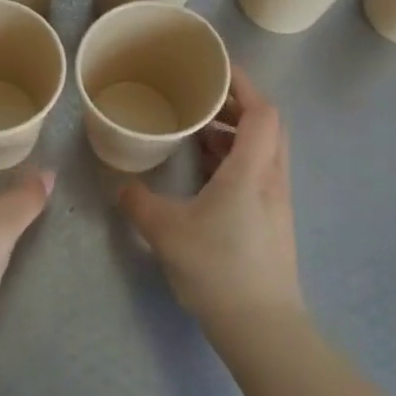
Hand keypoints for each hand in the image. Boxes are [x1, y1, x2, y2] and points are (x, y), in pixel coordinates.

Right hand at [117, 67, 302, 336]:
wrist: (261, 327)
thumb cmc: (217, 269)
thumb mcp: (166, 232)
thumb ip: (138, 203)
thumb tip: (120, 187)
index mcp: (251, 171)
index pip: (261, 111)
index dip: (243, 84)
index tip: (215, 68)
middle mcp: (271, 179)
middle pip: (267, 125)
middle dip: (236, 104)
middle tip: (200, 97)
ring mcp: (274, 201)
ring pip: (262, 150)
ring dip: (235, 133)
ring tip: (198, 129)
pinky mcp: (270, 221)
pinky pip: (256, 172)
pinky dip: (234, 159)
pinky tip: (205, 171)